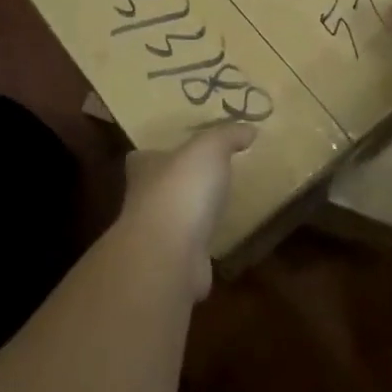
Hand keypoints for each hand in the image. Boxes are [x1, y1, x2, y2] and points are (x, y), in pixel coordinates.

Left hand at [122, 121, 253, 298]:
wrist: (169, 255)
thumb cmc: (181, 189)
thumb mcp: (209, 149)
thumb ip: (227, 135)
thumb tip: (250, 129)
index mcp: (144, 168)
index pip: (142, 157)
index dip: (157, 152)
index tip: (178, 150)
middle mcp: (143, 200)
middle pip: (157, 187)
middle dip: (178, 182)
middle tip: (206, 175)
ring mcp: (156, 235)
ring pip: (173, 218)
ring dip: (190, 213)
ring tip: (218, 204)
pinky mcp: (172, 263)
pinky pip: (189, 247)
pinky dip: (201, 243)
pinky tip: (220, 238)